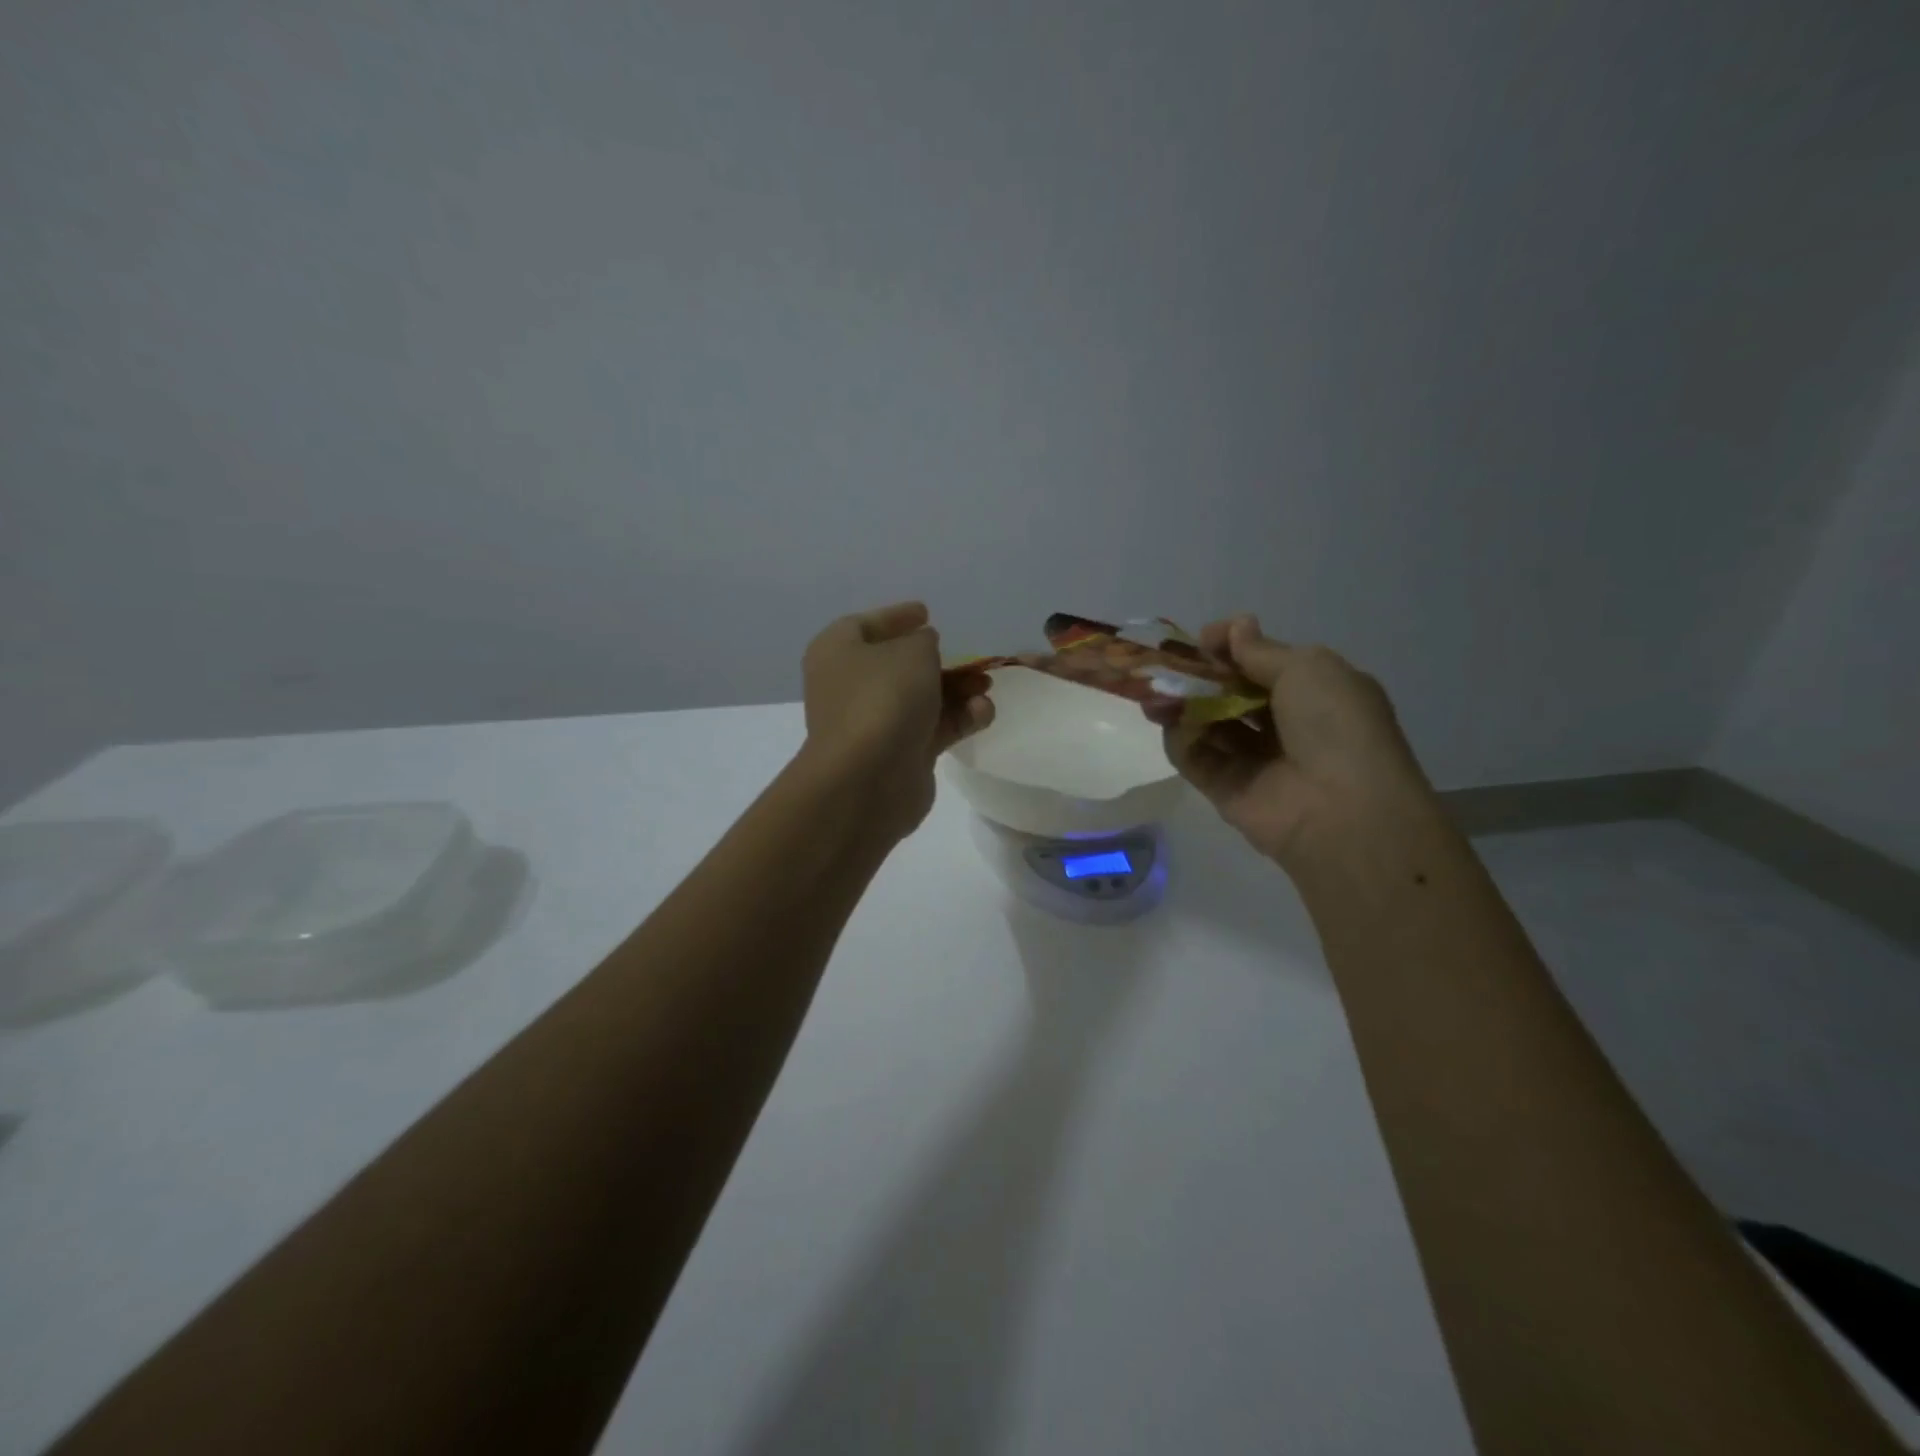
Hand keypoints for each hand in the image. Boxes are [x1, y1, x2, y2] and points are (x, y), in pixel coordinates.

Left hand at [800, 601, 994, 840]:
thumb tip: (923, 646)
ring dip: (957, 690)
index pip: (865, 625)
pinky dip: (958, 719)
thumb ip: (923, 641)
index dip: (896, 617)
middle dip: (939, 661)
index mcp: (838, 653)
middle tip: (970, 657)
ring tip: (987, 686)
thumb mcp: (912, 651)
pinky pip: (932, 728)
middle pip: (898, 665)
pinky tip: (983, 713)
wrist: (868, 779)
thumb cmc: (883, 699)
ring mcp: (874, 723)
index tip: (926, 613)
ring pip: (920, 699)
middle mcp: (850, 686)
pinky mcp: (899, 755)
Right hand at [1147, 615, 1437, 868]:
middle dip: (1198, 677)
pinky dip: (1180, 739)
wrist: (1342, 809)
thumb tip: (1236, 625)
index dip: (1231, 648)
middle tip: (1166, 666)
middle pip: (1230, 693)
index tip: (1203, 641)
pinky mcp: (1226, 790)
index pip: (1261, 664)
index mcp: (1313, 692)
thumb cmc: (1334, 725)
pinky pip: (1196, 758)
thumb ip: (1261, 650)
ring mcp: (1253, 760)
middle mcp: (1283, 725)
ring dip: (1181, 705)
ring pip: (1208, 724)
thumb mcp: (1308, 669)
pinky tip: (1169, 723)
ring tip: (1154, 693)